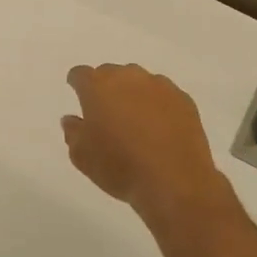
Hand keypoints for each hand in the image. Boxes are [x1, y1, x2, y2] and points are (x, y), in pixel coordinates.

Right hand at [62, 64, 228, 222]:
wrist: (174, 182)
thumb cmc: (119, 167)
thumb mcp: (81, 156)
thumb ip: (72, 132)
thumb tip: (72, 119)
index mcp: (98, 87)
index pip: (80, 74)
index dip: (77, 84)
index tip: (78, 96)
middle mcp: (128, 77)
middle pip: (111, 73)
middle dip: (105, 89)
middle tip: (107, 114)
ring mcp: (159, 86)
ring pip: (139, 82)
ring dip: (133, 94)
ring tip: (135, 122)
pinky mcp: (184, 100)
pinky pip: (163, 95)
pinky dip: (157, 106)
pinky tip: (159, 129)